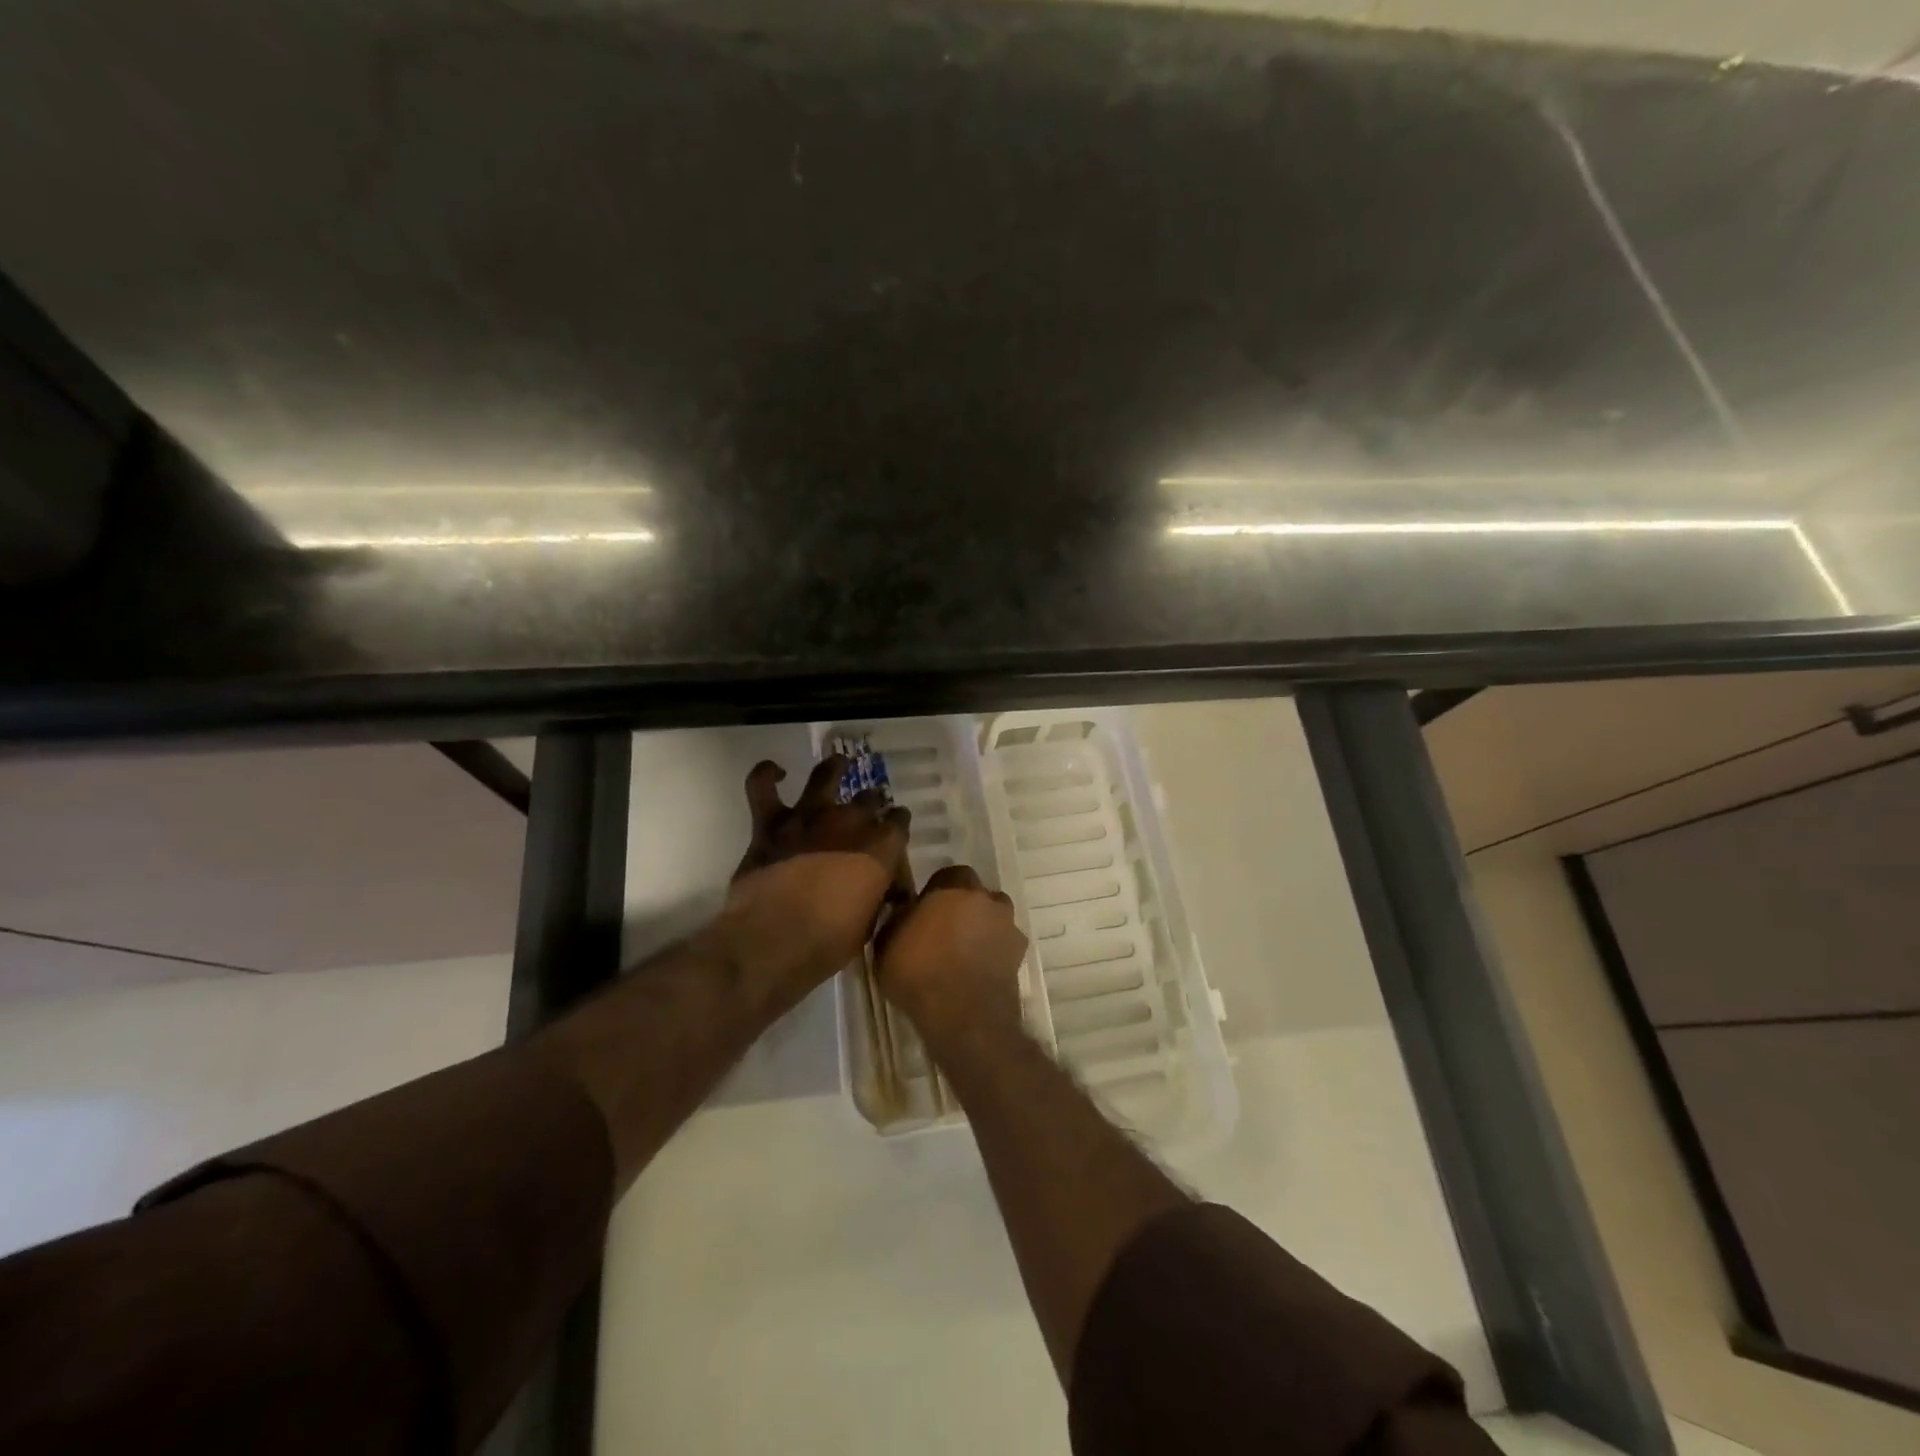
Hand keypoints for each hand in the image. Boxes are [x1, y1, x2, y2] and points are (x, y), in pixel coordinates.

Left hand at [711, 756, 910, 1001]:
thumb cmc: (827, 943)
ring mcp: (807, 818)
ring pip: (825, 776)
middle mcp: (848, 823)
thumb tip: (881, 892)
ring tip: (838, 764)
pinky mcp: (770, 824)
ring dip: (833, 768)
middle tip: (867, 812)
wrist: (773, 942)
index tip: (894, 832)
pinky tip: (775, 771)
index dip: (897, 825)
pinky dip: (767, 774)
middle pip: (868, 799)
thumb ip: (876, 897)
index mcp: (880, 849)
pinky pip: (762, 786)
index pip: (899, 822)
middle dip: (871, 803)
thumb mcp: (868, 926)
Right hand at [876, 865, 1028, 1053]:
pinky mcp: (1019, 955)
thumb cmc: (919, 972)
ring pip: (995, 918)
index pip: (948, 875)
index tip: (924, 911)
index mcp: (954, 888)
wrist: (964, 1015)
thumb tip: (903, 909)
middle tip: (945, 930)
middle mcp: (986, 899)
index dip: (936, 891)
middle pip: (976, 894)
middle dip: (964, 907)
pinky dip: (994, 952)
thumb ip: (898, 918)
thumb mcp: (886, 943)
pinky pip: (1004, 945)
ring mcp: (1007, 927)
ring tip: (964, 952)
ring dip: (983, 928)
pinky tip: (978, 971)